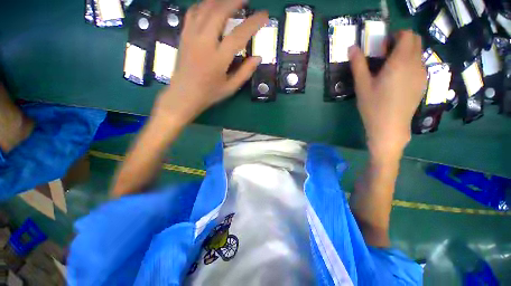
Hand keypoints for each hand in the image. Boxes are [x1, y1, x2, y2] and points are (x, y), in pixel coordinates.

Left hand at [153, 0, 268, 123]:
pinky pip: (193, 13)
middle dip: (234, 1)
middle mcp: (204, 42)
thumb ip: (245, 72)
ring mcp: (191, 36)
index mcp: (218, 58)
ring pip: (205, 8)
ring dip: (219, 0)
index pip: (239, 35)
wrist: (184, 95)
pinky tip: (210, 5)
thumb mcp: (231, 88)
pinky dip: (203, 5)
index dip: (253, 23)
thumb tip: (258, 57)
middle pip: (219, 12)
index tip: (264, 15)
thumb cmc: (209, 94)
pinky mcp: (184, 36)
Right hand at [349, 30, 426, 160]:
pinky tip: (397, 78)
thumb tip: (352, 48)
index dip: (395, 35)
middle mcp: (416, 64)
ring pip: (418, 53)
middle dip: (402, 41)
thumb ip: (358, 64)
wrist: (389, 127)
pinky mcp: (422, 83)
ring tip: (390, 68)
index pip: (407, 35)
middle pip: (416, 41)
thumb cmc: (373, 106)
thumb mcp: (362, 85)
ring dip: (406, 53)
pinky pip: (419, 64)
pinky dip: (410, 63)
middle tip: (385, 55)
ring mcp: (422, 74)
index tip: (383, 46)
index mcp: (401, 62)